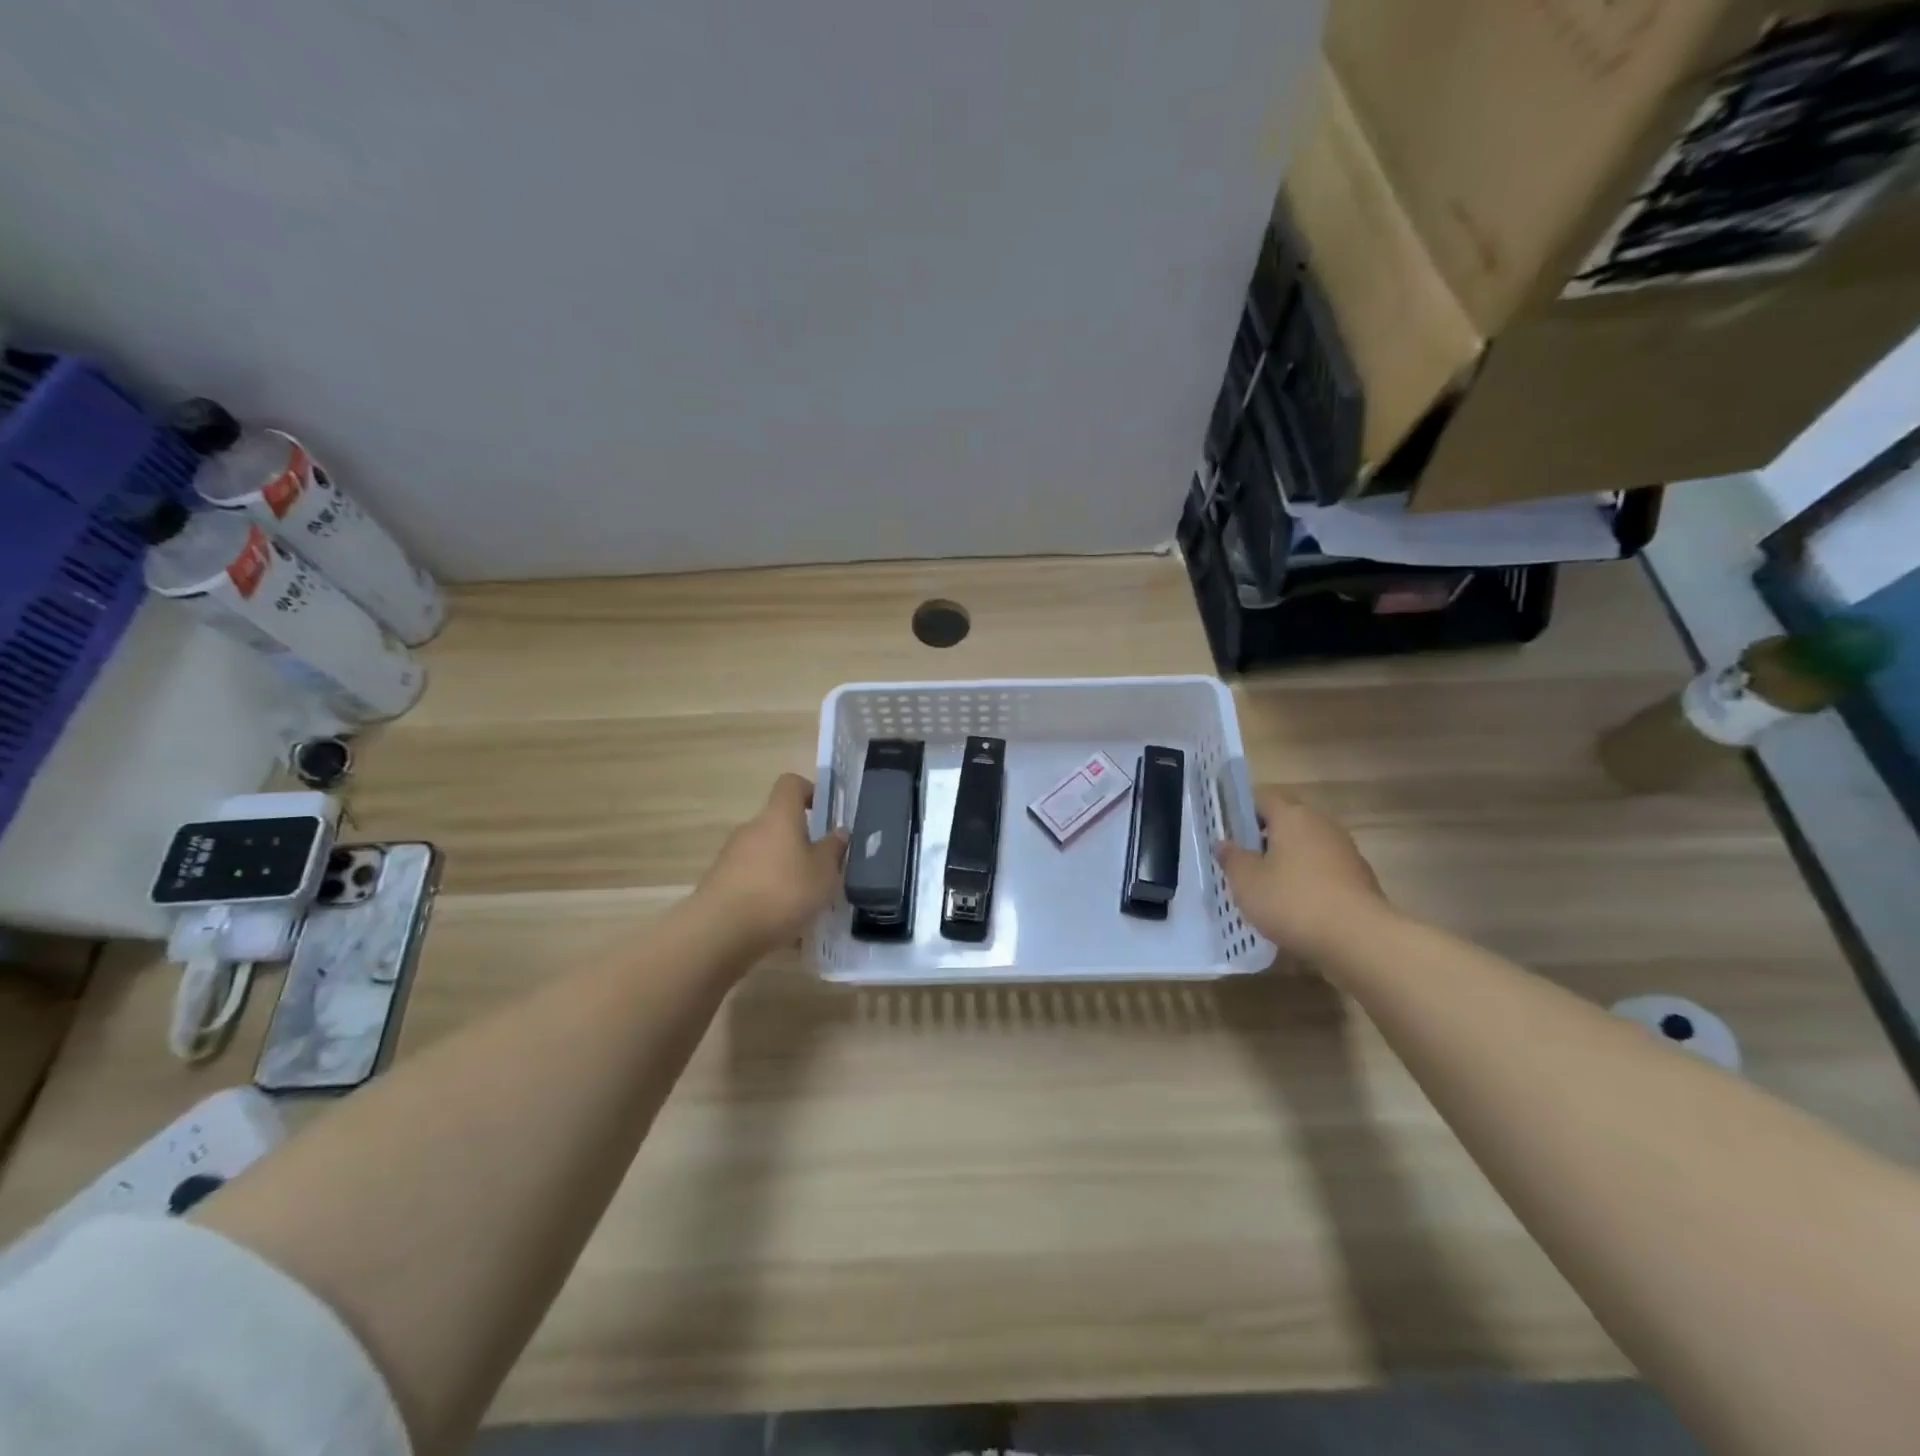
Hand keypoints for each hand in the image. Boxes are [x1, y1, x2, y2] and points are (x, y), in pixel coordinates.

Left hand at [696, 774, 848, 954]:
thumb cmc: (782, 892)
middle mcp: (752, 828)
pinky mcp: (719, 883)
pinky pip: (751, 879)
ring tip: (802, 902)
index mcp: (779, 817)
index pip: (790, 784)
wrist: (720, 931)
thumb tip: (839, 831)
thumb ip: (833, 849)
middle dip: (800, 842)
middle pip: (778, 823)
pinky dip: (766, 892)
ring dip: (783, 869)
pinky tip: (779, 921)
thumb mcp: (823, 873)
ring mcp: (731, 856)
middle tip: (821, 869)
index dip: (809, 791)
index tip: (824, 813)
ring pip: (765, 854)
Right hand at [1215, 786, 1388, 959]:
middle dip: (1265, 838)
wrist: (1359, 938)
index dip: (1243, 811)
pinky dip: (1309, 881)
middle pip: (1287, 821)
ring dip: (1288, 861)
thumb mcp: (1246, 881)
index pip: (1263, 798)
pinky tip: (1297, 907)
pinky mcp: (1360, 879)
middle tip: (1244, 862)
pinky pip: (1324, 871)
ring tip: (1268, 888)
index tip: (1228, 832)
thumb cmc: (1292, 900)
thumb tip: (1224, 843)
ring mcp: (1345, 851)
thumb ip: (1231, 858)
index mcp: (1292, 816)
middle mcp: (1322, 824)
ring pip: (1307, 847)